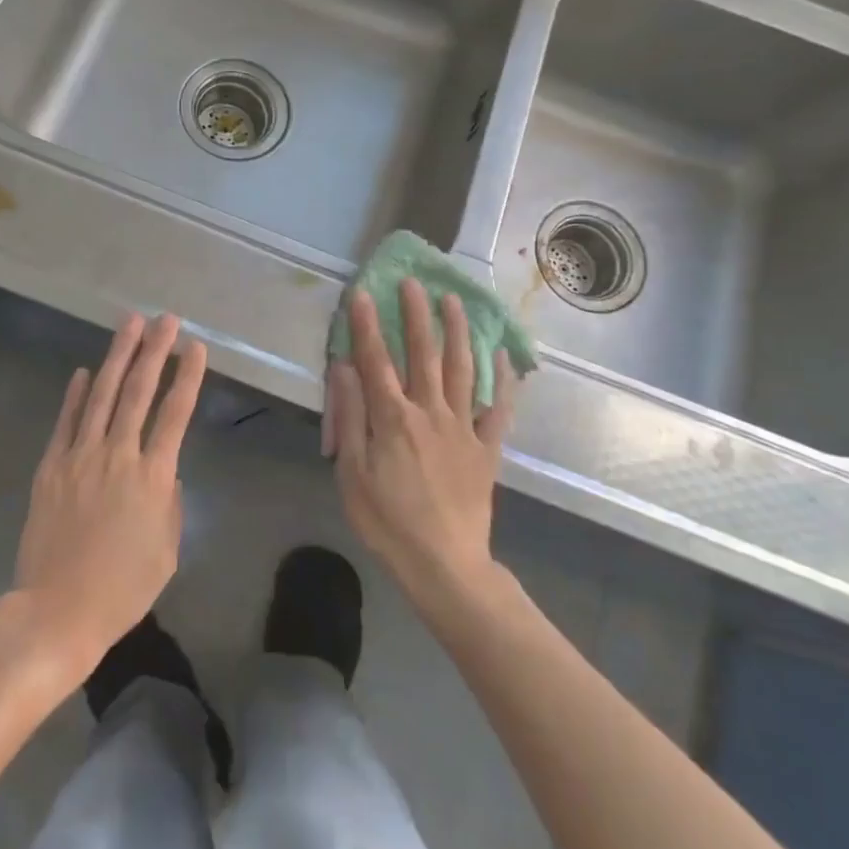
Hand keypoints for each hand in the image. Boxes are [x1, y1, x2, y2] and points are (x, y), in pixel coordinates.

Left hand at [13, 312, 206, 669]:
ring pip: (103, 395)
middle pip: (139, 391)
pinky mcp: (51, 466)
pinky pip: (66, 422)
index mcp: (153, 476)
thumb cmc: (123, 587)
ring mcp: (80, 457)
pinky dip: (76, 394)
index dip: (188, 377)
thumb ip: (168, 500)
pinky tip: (85, 372)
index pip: (175, 413)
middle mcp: (118, 455)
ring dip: (118, 356)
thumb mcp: (167, 549)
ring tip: (129, 324)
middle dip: (154, 350)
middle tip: (166, 319)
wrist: (58, 610)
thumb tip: (162, 470)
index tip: (196, 347)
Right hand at [326, 279, 514, 608]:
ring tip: (455, 302)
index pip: (376, 361)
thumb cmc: (388, 523)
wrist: (445, 566)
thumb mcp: (352, 474)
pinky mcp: (486, 449)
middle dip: (416, 315)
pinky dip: (504, 381)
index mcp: (393, 418)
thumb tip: (345, 369)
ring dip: (457, 333)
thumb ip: (351, 417)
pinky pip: (499, 409)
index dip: (366, 325)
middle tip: (415, 282)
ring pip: (463, 370)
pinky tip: (504, 356)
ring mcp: (463, 429)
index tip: (362, 292)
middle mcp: (430, 412)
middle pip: (423, 354)